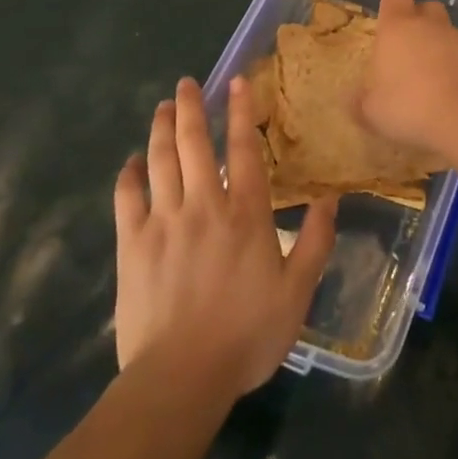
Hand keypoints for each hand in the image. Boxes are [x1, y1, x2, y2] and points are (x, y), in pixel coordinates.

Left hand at [113, 77, 336, 395]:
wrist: (181, 377)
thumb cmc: (246, 335)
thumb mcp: (297, 292)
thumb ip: (316, 241)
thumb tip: (330, 197)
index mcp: (245, 213)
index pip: (243, 149)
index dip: (241, 112)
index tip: (236, 81)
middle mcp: (203, 204)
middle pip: (194, 143)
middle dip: (191, 107)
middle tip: (186, 83)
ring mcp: (163, 221)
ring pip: (160, 160)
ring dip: (161, 129)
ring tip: (163, 107)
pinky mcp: (132, 244)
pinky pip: (126, 198)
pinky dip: (128, 175)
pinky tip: (131, 163)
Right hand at [356, 0, 457, 160]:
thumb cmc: (408, 107)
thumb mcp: (372, 112)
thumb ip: (360, 102)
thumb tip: (352, 99)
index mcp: (397, 27)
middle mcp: (429, 25)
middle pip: (427, 7)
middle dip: (419, 15)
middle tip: (410, 35)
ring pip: (448, 29)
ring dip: (440, 40)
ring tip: (432, 65)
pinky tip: (452, 84)